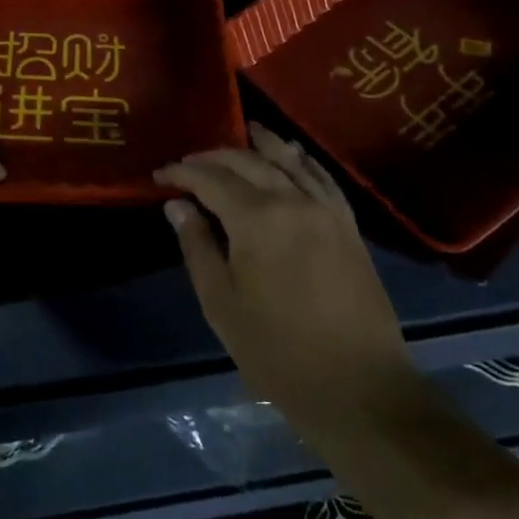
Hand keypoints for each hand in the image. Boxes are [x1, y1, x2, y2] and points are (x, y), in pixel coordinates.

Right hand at [156, 125, 414, 429]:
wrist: (359, 388)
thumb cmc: (277, 350)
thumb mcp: (221, 303)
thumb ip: (197, 246)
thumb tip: (177, 205)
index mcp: (255, 219)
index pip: (210, 179)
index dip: (182, 173)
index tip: (159, 175)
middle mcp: (292, 201)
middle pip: (247, 162)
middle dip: (214, 157)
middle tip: (189, 163)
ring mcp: (326, 211)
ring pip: (289, 161)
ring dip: (263, 144)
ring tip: (245, 130)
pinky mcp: (349, 226)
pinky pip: (322, 178)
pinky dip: (303, 160)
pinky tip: (294, 155)